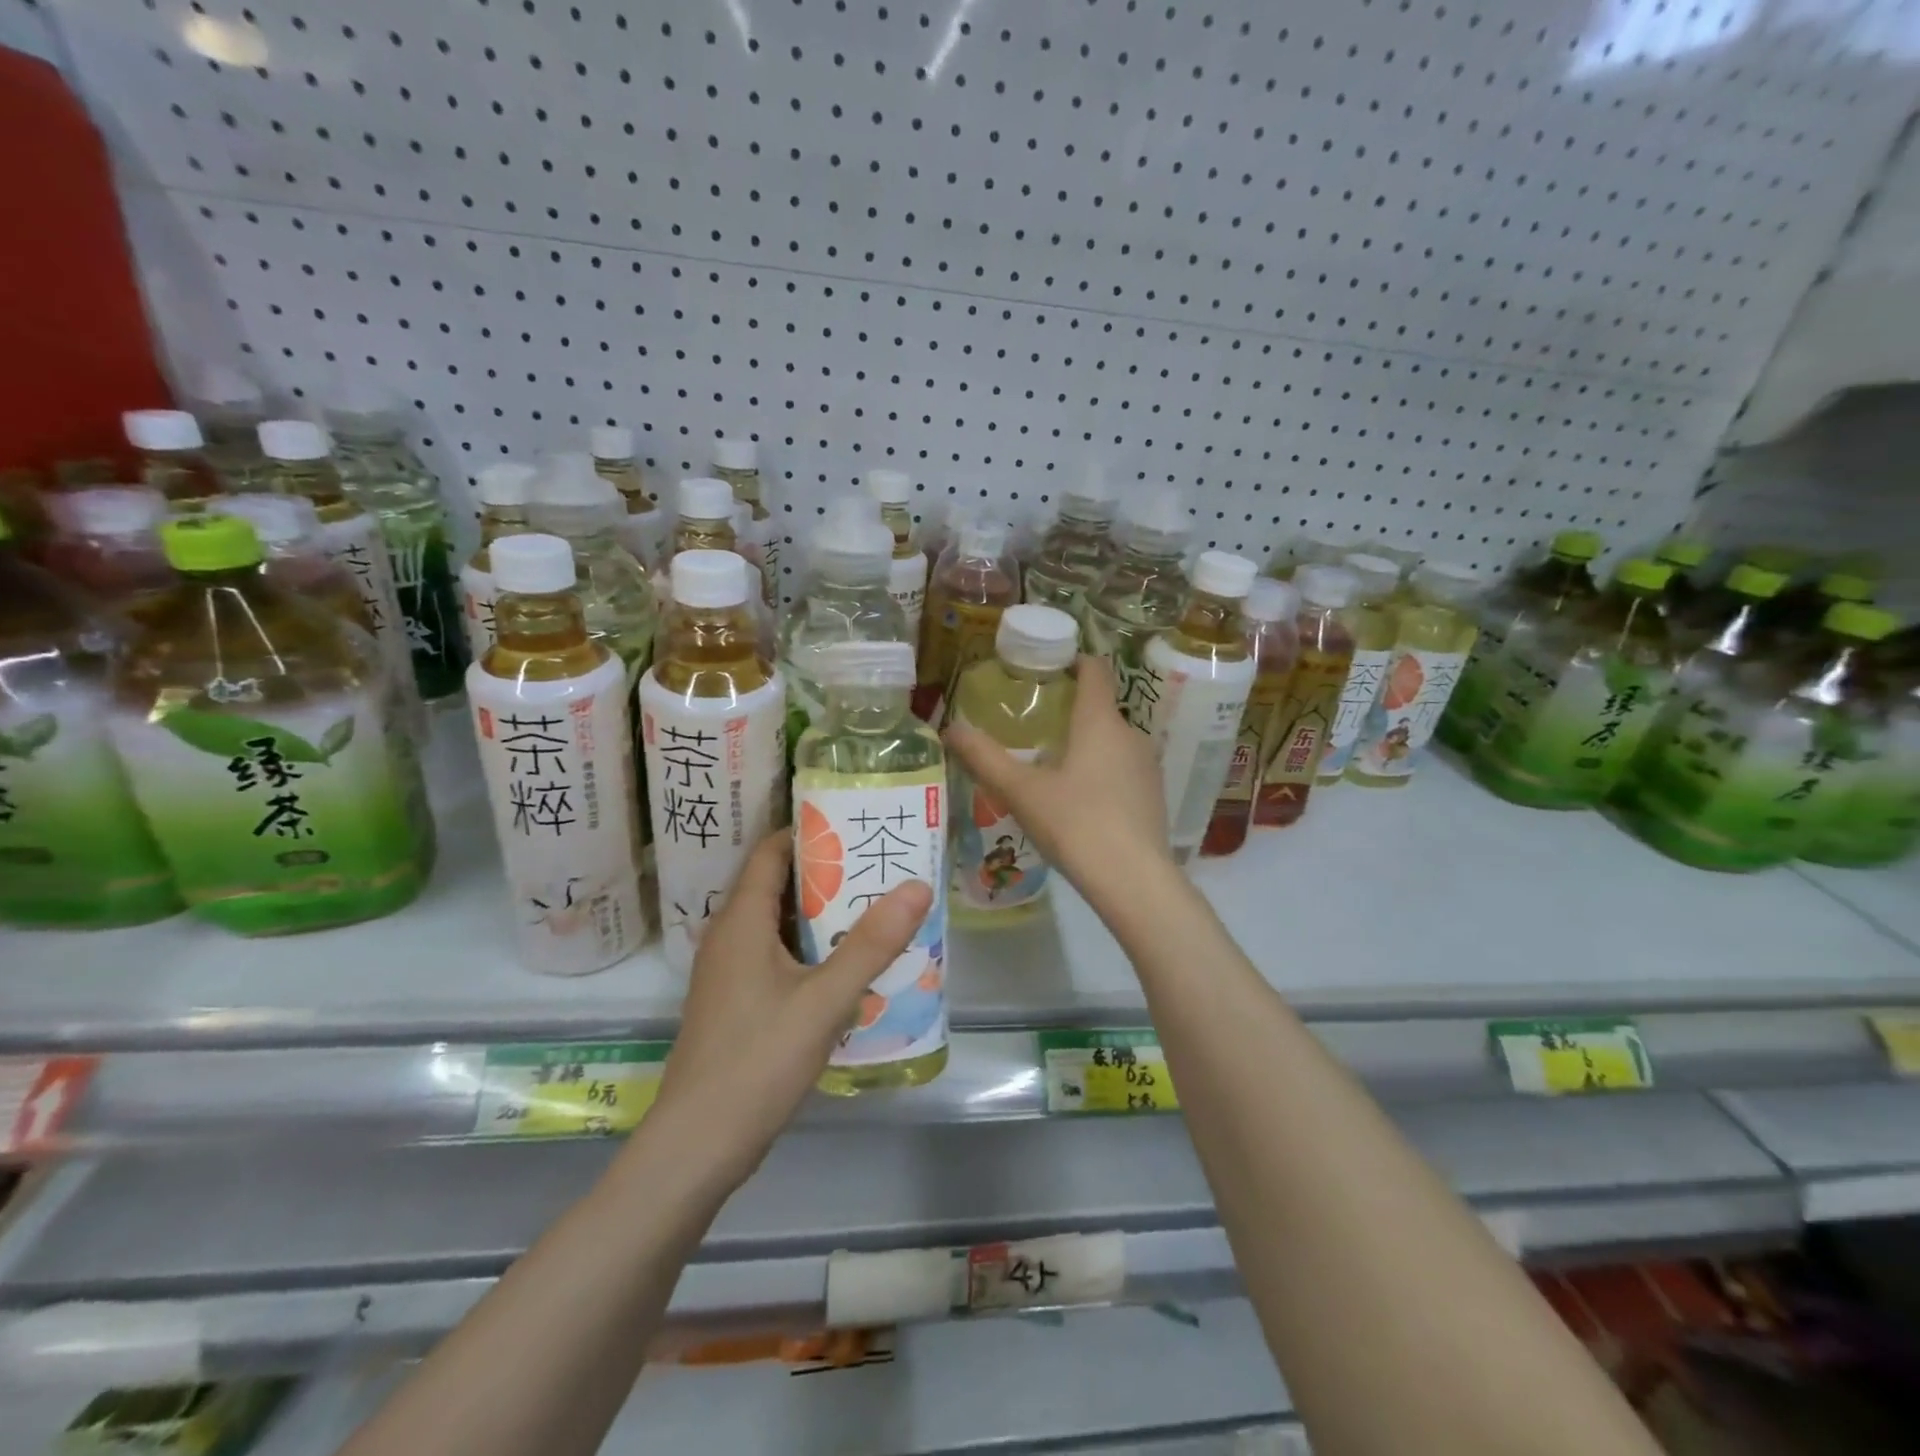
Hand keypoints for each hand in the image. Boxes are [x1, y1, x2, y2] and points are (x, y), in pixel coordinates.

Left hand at [650, 832, 932, 1188]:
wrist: (697, 1146)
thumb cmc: (758, 1060)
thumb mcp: (825, 999)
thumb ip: (872, 943)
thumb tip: (918, 885)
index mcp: (741, 921)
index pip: (771, 852)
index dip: (810, 833)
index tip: (856, 825)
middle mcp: (729, 937)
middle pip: (777, 885)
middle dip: (827, 873)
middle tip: (879, 865)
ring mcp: (728, 973)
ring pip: (778, 924)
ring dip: (821, 914)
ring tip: (874, 907)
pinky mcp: (736, 1003)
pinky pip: (776, 956)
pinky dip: (810, 948)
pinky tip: (847, 965)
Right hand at [945, 655, 1172, 906]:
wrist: (1134, 881)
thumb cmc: (1075, 824)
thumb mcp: (1021, 791)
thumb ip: (984, 758)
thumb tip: (950, 728)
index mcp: (1099, 722)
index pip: (1095, 670)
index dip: (1074, 661)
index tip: (1049, 667)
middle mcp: (1130, 735)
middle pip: (1100, 709)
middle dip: (1070, 712)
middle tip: (1034, 727)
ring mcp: (1148, 767)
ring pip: (1112, 743)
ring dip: (1086, 746)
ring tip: (1053, 767)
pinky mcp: (1154, 797)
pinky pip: (1124, 771)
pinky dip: (1102, 773)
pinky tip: (1081, 803)